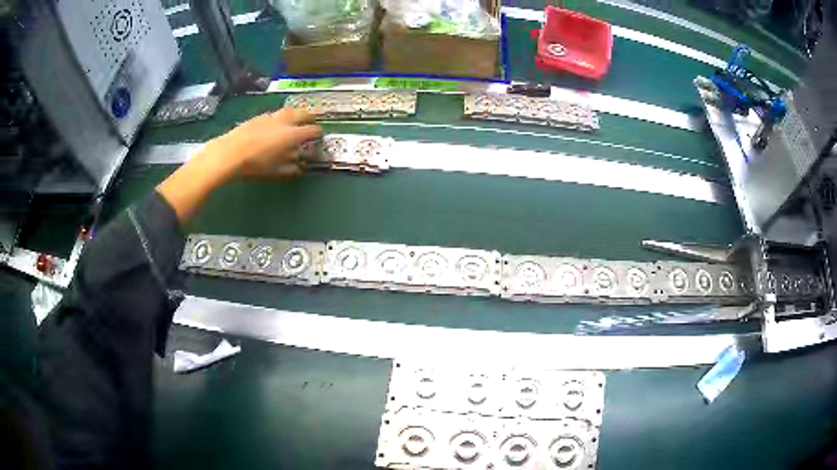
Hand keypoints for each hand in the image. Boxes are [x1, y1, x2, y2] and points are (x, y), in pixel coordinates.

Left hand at [209, 107, 322, 177]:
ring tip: (296, 116)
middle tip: (314, 117)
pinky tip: (275, 122)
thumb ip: (289, 167)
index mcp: (291, 134)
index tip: (320, 135)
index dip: (318, 132)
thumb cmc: (254, 164)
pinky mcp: (257, 117)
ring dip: (295, 113)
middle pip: (301, 113)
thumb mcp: (274, 170)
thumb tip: (299, 167)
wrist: (230, 152)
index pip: (311, 130)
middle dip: (310, 115)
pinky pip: (274, 114)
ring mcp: (270, 117)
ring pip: (287, 110)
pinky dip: (279, 117)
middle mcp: (283, 122)